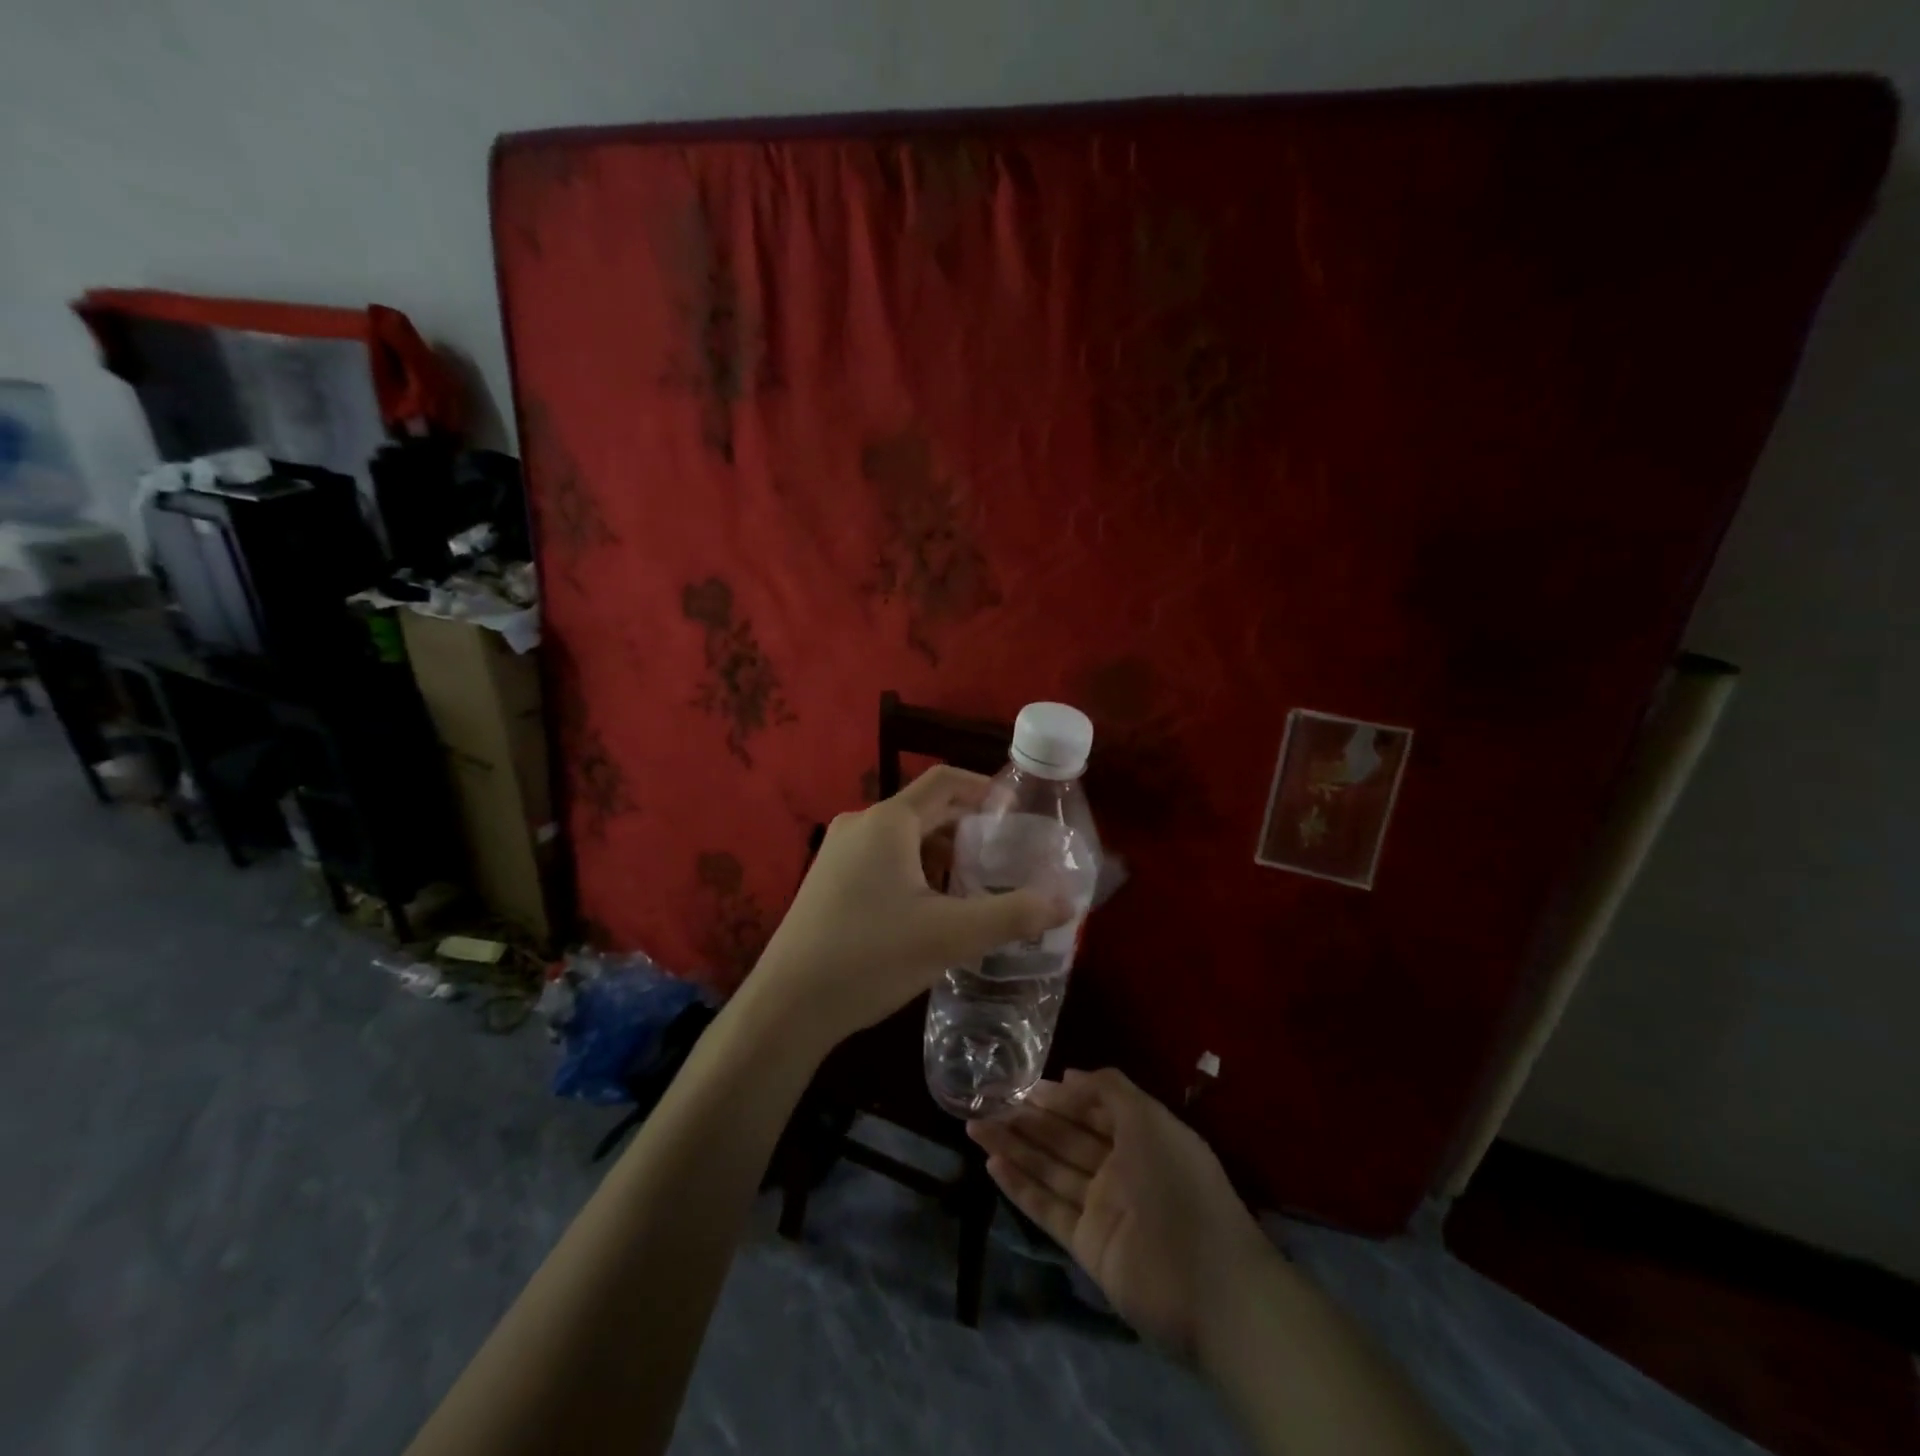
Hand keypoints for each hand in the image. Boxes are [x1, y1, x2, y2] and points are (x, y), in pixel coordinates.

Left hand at [743, 765, 1070, 1051]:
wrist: (787, 1006)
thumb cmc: (871, 956)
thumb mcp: (950, 935)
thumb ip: (1013, 914)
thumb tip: (1067, 901)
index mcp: (888, 821)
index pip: (945, 781)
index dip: (984, 788)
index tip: (1017, 811)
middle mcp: (860, 825)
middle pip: (925, 811)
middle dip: (968, 830)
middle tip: (1006, 858)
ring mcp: (838, 853)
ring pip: (903, 839)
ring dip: (941, 855)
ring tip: (974, 888)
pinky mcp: (828, 881)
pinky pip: (882, 861)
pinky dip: (914, 872)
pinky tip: (930, 910)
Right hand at [968, 1068, 1270, 1360]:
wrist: (1210, 1287)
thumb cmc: (1179, 1186)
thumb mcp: (1149, 1120)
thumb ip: (1109, 1090)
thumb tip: (1067, 1075)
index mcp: (1140, 1137)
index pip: (1091, 1110)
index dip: (1059, 1097)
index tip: (1023, 1086)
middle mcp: (1119, 1168)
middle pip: (1065, 1138)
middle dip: (1028, 1119)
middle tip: (987, 1103)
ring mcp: (1102, 1208)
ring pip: (1050, 1169)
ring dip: (1014, 1148)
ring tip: (975, 1127)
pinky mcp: (1087, 1245)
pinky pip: (1048, 1209)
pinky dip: (1021, 1188)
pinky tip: (992, 1166)